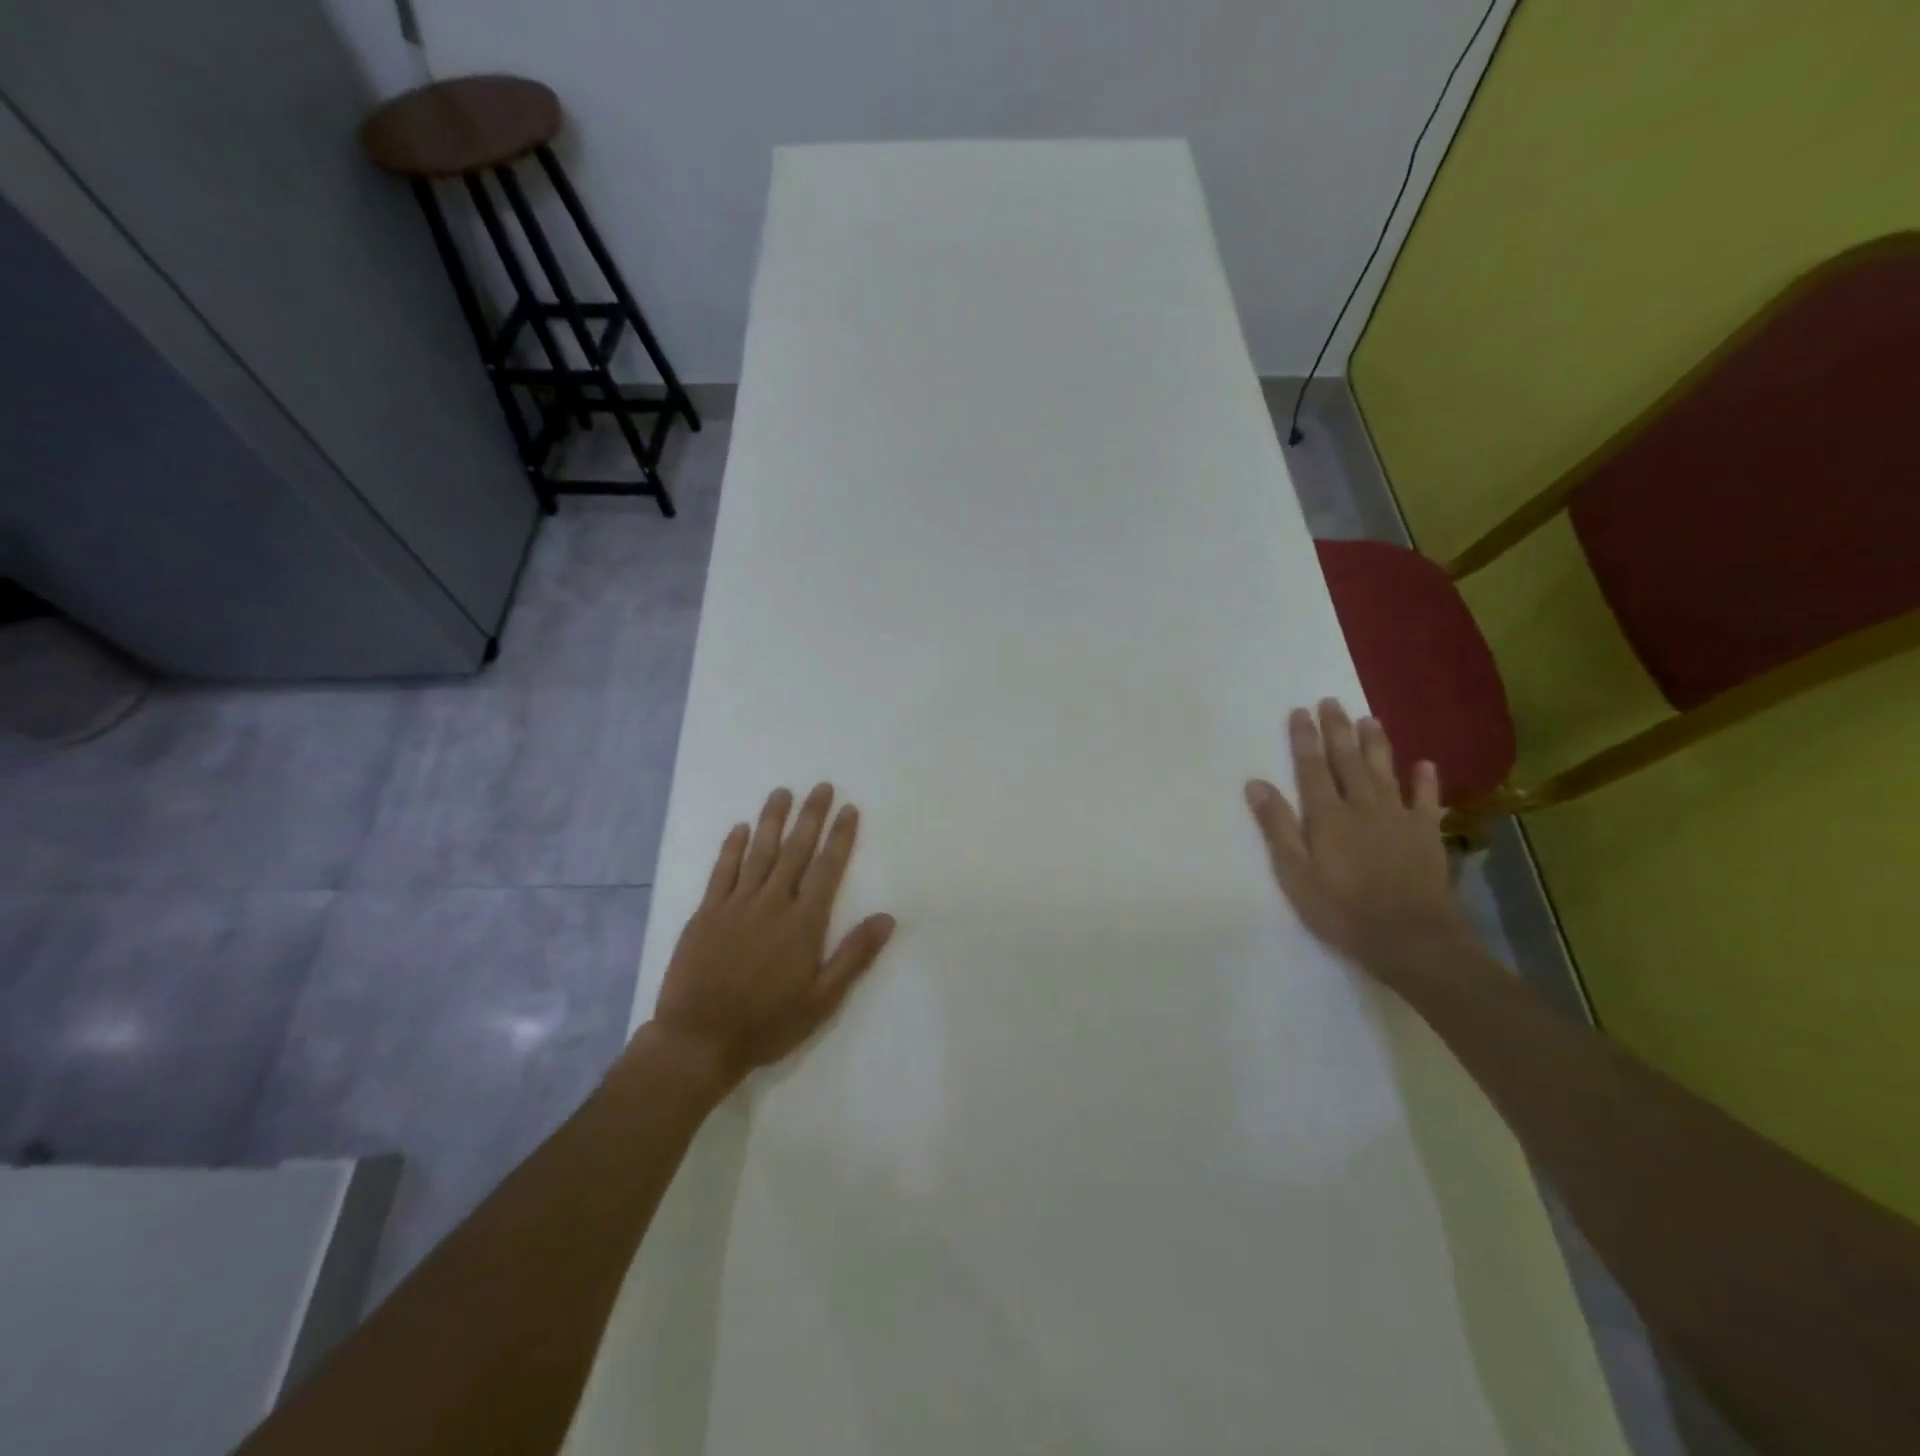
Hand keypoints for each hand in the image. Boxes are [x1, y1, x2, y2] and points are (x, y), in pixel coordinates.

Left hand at [645, 784, 895, 1092]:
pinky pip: (722, 871)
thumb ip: (854, 955)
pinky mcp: (706, 912)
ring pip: (759, 852)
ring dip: (772, 820)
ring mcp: (736, 904)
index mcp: (803, 922)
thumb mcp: (822, 1000)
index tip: (848, 809)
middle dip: (811, 816)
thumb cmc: (767, 1023)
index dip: (840, 836)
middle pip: (796, 850)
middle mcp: (772, 903)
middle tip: (821, 786)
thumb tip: (887, 917)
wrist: (699, 1039)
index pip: (828, 868)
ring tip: (782, 792)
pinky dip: (731, 847)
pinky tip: (740, 828)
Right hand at [1245, 700, 1470, 982]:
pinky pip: (1426, 800)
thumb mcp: (1295, 873)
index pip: (1311, 768)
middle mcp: (1362, 806)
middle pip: (1347, 760)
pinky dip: (1425, 780)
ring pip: (1384, 771)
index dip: (1304, 739)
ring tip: (1369, 719)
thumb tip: (1256, 784)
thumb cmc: (1342, 909)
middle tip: (1331, 701)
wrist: (1410, 937)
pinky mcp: (1425, 834)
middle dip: (1337, 730)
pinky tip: (1424, 764)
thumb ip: (1277, 827)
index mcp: (1327, 815)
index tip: (1299, 712)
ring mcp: (1398, 817)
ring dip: (1376, 744)